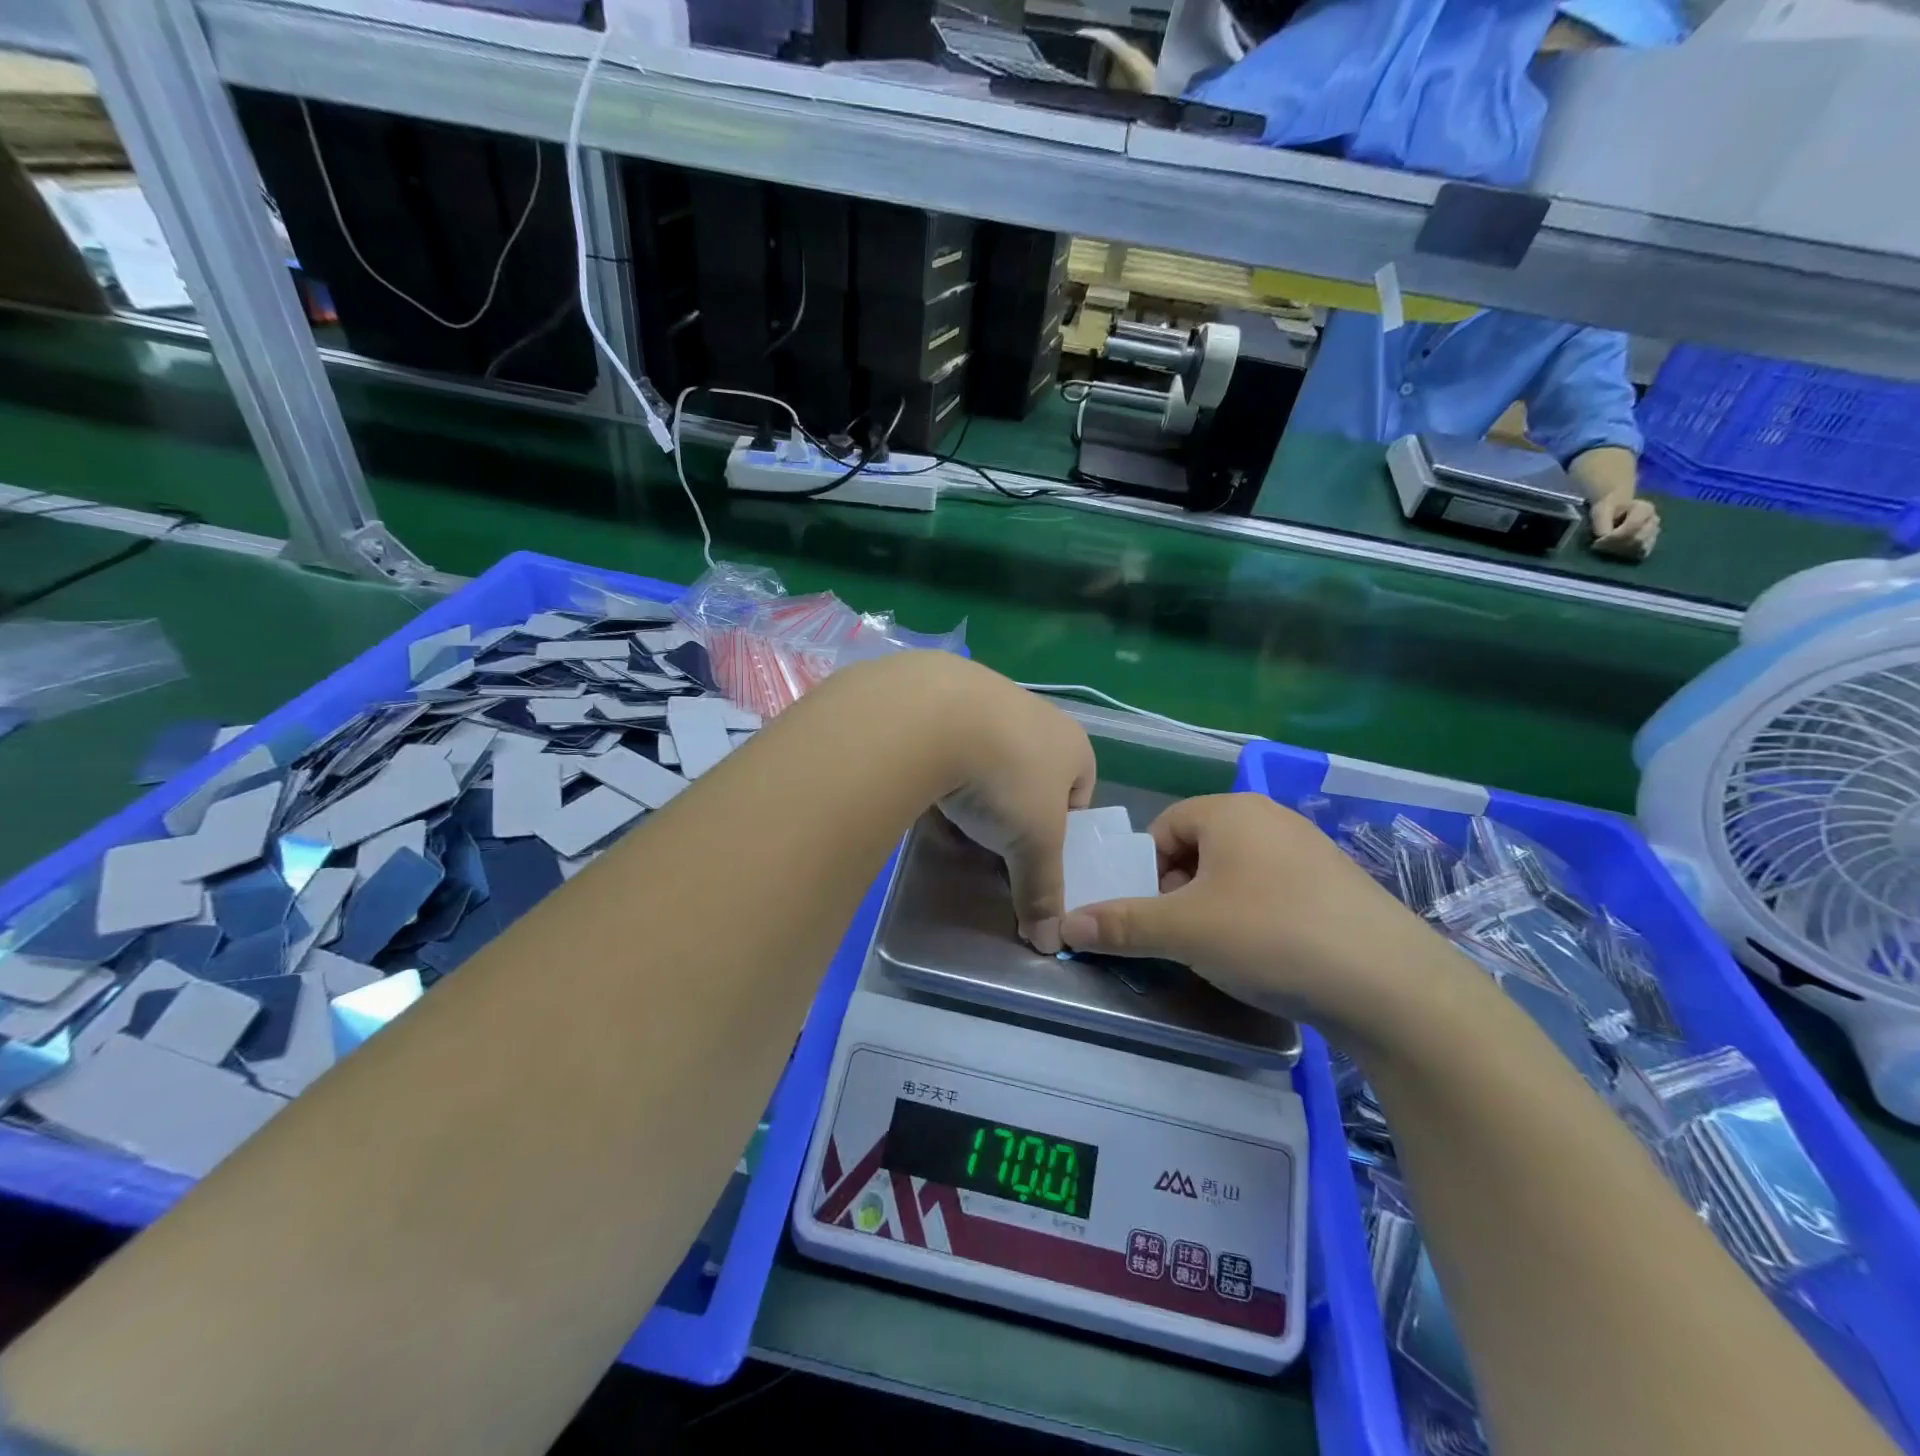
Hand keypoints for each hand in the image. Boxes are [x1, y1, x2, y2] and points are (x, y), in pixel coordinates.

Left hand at [928, 661, 1096, 953]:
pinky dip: (940, 767)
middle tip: (992, 840)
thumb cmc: (1006, 779)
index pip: (1080, 792)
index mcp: (1072, 744)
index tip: (1035, 852)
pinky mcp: (939, 694)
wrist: (934, 714)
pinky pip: (947, 742)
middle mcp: (1035, 714)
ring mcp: (986, 697)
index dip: (1062, 827)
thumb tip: (1051, 943)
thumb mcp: (1033, 846)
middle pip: (1031, 774)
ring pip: (987, 756)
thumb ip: (1043, 891)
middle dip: (1014, 809)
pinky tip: (922, 790)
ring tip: (952, 818)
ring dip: (975, 787)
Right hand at [1058, 794, 1472, 1039]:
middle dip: (1180, 891)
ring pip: (1238, 872)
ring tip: (1225, 951)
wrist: (1392, 985)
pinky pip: (1276, 890)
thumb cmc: (1271, 936)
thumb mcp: (1184, 932)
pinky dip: (1258, 917)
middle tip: (1183, 937)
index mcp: (1231, 811)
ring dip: (1217, 906)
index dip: (1146, 872)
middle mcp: (1271, 817)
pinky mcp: (1338, 886)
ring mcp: (1311, 850)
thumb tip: (1065, 924)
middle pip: (1199, 848)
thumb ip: (1121, 925)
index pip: (1164, 827)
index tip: (1152, 916)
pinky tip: (1270, 956)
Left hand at [1589, 491, 1659, 558]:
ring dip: (1620, 551)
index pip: (1633, 526)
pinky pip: (1640, 554)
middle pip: (1638, 539)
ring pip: (1640, 548)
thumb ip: (1602, 523)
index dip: (1614, 537)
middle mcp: (1654, 521)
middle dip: (1615, 545)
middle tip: (1598, 546)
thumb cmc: (1607, 509)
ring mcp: (1654, 532)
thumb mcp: (1600, 512)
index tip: (1597, 542)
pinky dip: (1626, 555)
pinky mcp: (1650, 543)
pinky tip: (1614, 552)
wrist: (1615, 510)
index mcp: (1646, 508)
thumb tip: (1603, 538)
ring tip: (1605, 548)